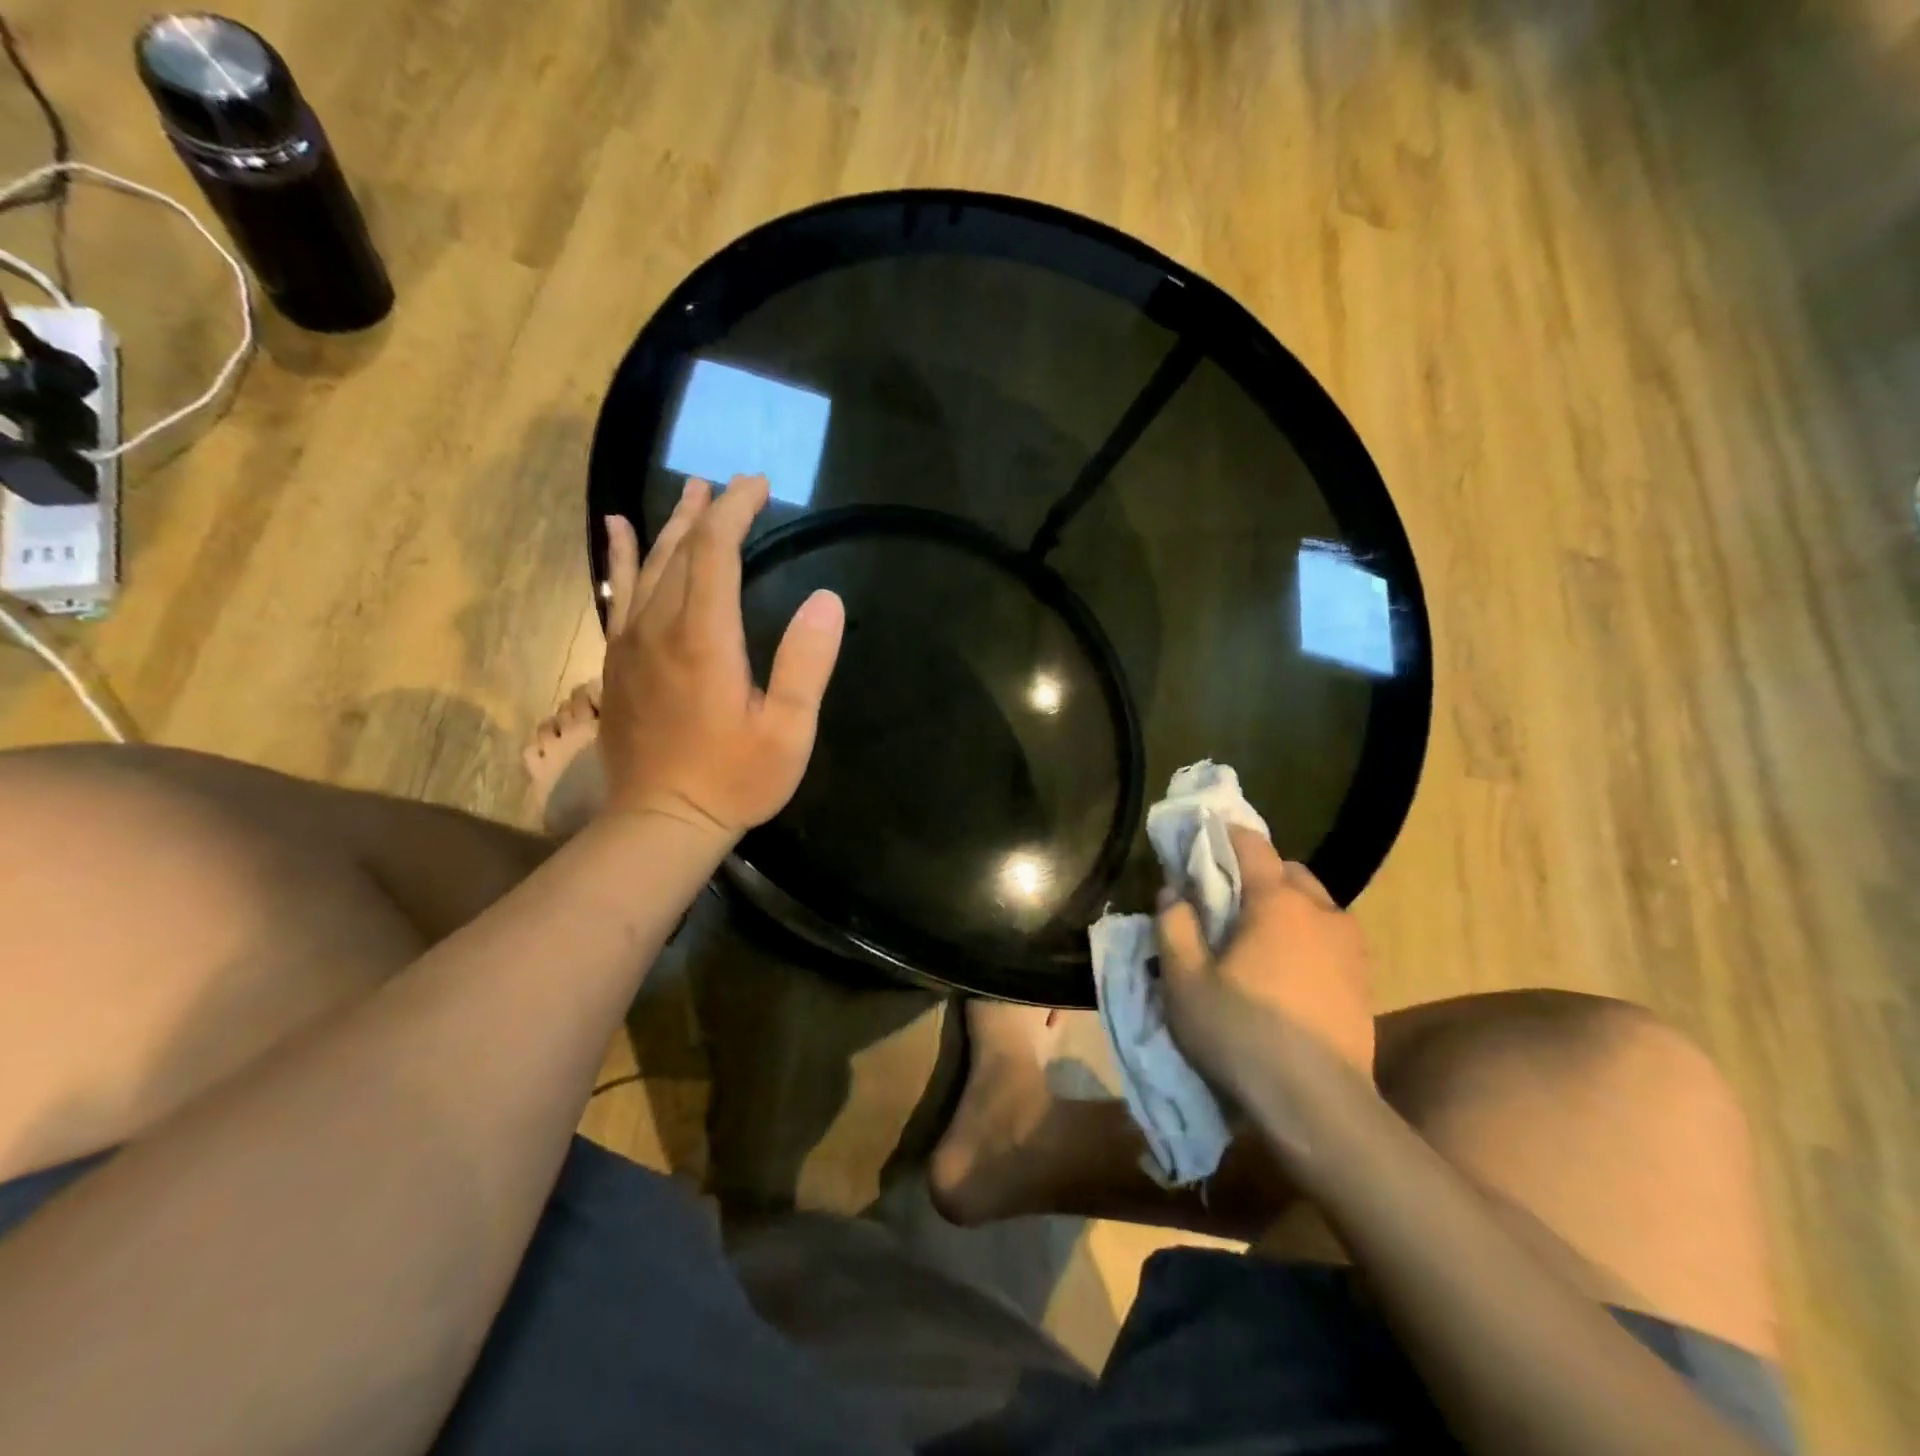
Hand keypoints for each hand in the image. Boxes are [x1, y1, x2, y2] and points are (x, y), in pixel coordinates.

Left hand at [598, 474, 844, 840]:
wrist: (661, 822)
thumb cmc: (734, 780)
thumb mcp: (788, 732)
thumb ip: (806, 664)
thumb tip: (826, 599)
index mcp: (705, 639)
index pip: (716, 552)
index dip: (736, 511)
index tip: (758, 486)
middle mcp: (660, 628)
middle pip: (680, 551)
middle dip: (708, 512)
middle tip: (731, 484)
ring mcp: (630, 645)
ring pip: (649, 567)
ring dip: (671, 526)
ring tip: (688, 493)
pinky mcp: (617, 663)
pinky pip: (619, 596)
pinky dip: (621, 559)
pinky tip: (617, 532)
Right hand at [1156, 827, 1375, 1092]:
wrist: (1319, 1106)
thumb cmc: (1242, 1034)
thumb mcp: (1185, 981)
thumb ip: (1174, 926)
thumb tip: (1174, 892)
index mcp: (1277, 902)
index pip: (1251, 845)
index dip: (1224, 835)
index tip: (1201, 839)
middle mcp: (1322, 911)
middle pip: (1288, 872)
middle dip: (1257, 875)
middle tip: (1225, 902)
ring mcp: (1351, 947)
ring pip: (1314, 905)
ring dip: (1286, 908)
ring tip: (1257, 939)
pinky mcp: (1364, 981)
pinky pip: (1330, 938)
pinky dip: (1306, 938)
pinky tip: (1286, 972)